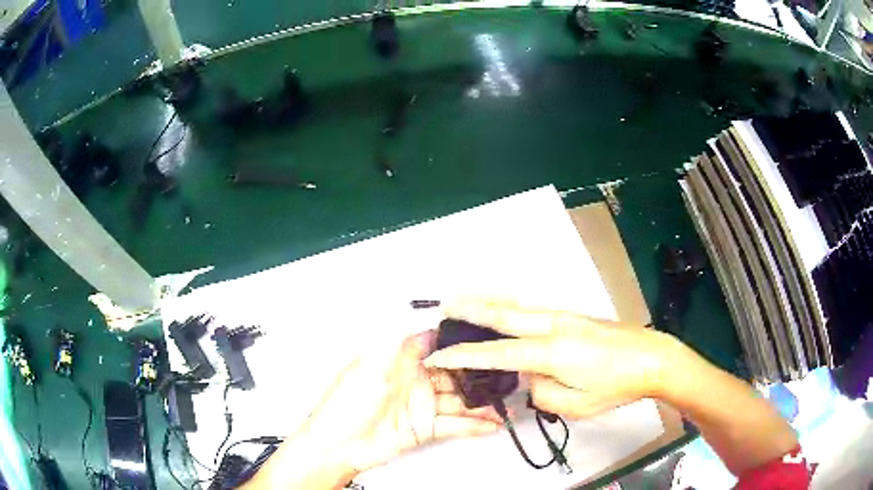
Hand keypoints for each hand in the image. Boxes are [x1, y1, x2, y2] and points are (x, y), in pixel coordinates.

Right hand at [423, 298, 684, 418]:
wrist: (651, 358)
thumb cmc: (616, 386)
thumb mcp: (575, 404)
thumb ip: (542, 392)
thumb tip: (530, 377)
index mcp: (551, 351)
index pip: (496, 353)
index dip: (464, 356)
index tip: (440, 356)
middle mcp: (553, 325)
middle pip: (503, 313)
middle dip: (470, 309)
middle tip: (444, 307)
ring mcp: (564, 316)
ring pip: (517, 305)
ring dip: (488, 303)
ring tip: (464, 303)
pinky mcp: (572, 315)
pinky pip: (531, 309)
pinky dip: (508, 307)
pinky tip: (503, 311)